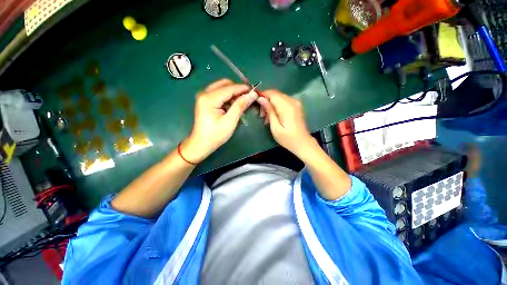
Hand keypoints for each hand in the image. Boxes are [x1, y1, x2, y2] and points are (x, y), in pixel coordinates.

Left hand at [180, 79, 257, 163]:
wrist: (201, 143)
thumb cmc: (215, 135)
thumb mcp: (230, 121)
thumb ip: (240, 106)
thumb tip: (252, 95)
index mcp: (209, 98)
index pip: (229, 88)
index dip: (243, 88)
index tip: (255, 92)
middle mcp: (204, 93)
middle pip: (225, 84)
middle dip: (238, 89)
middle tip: (248, 98)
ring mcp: (204, 96)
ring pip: (222, 87)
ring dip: (233, 93)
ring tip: (241, 103)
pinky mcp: (205, 100)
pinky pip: (219, 93)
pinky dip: (228, 97)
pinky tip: (233, 105)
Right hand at [257, 90, 316, 156]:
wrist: (303, 143)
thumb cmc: (287, 138)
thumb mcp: (275, 127)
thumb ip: (269, 111)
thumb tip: (261, 98)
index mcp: (287, 106)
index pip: (272, 93)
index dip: (262, 95)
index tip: (255, 103)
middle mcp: (292, 101)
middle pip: (275, 94)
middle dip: (266, 101)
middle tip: (262, 115)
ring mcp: (296, 102)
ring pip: (279, 97)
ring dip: (271, 105)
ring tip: (267, 118)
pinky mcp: (296, 106)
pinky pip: (283, 101)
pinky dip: (277, 106)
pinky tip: (274, 116)